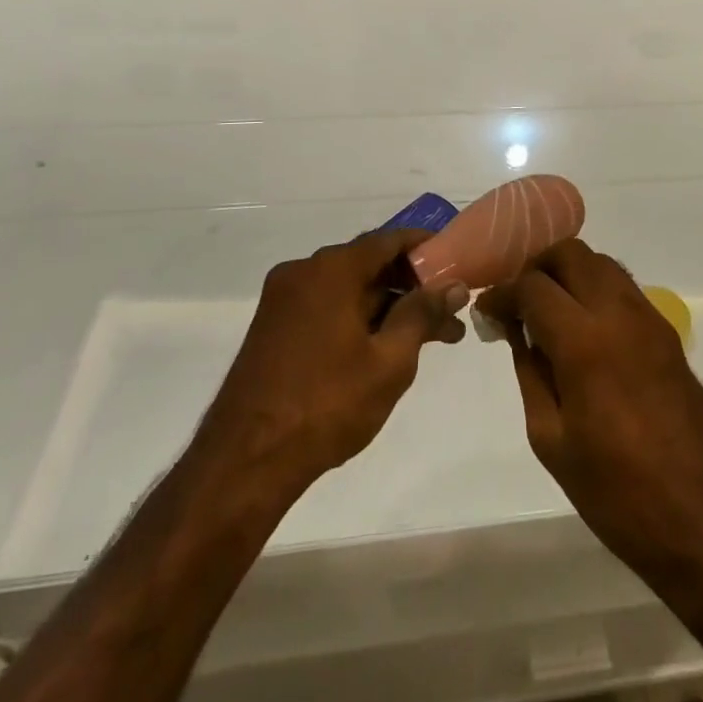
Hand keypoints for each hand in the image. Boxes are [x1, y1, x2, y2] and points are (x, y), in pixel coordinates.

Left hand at [195, 231, 467, 493]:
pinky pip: (326, 307)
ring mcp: (283, 299)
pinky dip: (357, 318)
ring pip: (348, 289)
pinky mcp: (273, 327)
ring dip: (387, 307)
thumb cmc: (326, 404)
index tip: (457, 261)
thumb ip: (423, 314)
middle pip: (368, 264)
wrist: (245, 461)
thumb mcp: (389, 360)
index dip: (426, 247)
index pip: (389, 239)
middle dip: (412, 287)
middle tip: (450, 313)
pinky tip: (384, 347)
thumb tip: (454, 284)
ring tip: (428, 339)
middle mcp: (303, 272)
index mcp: (331, 269)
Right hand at [478, 241, 702, 584]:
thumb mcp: (553, 442)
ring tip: (548, 311)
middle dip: (536, 267)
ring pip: (601, 263)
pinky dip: (595, 289)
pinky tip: (582, 328)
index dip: (503, 293)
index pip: (533, 286)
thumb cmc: (620, 495)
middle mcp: (619, 313)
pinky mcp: (668, 334)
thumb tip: (519, 332)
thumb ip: (531, 374)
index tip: (488, 311)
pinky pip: (624, 289)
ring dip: (569, 273)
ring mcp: (650, 319)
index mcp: (584, 341)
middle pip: (571, 254)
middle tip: (517, 302)